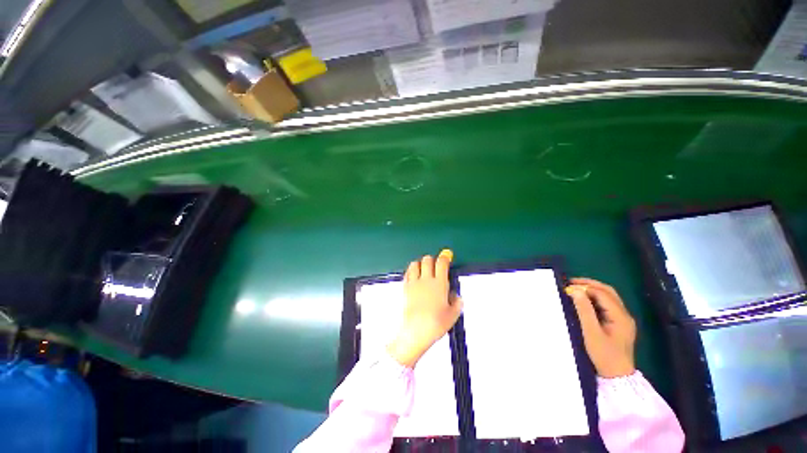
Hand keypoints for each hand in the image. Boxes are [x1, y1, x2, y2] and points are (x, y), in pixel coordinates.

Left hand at [387, 250, 463, 367]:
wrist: (415, 332)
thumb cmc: (435, 324)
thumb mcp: (453, 315)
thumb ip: (457, 302)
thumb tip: (455, 296)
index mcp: (439, 284)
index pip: (441, 263)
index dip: (445, 256)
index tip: (447, 254)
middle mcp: (426, 280)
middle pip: (427, 259)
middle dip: (433, 259)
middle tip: (436, 265)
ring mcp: (414, 283)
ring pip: (415, 264)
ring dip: (420, 263)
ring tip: (424, 269)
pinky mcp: (405, 288)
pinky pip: (407, 273)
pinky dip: (411, 271)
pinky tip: (415, 276)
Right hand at [566, 278, 636, 377]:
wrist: (616, 376)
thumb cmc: (603, 355)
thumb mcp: (591, 333)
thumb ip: (584, 310)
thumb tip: (575, 291)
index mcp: (620, 316)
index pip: (602, 294)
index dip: (585, 288)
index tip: (567, 287)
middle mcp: (624, 315)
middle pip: (608, 292)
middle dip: (589, 284)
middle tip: (571, 282)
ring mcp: (623, 319)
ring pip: (608, 297)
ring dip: (592, 290)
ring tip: (575, 289)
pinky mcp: (618, 324)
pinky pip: (607, 305)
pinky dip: (595, 298)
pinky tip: (584, 300)